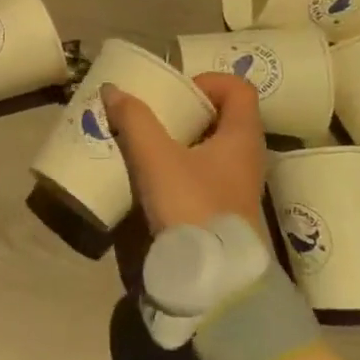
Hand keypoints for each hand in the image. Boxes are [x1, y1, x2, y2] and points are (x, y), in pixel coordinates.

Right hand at [101, 73, 268, 238]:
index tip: (176, 93)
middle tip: (152, 113)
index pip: (238, 89)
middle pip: (222, 116)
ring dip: (179, 139)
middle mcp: (246, 157)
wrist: (214, 278)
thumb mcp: (156, 158)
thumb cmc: (192, 205)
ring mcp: (236, 186)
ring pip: (210, 147)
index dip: (208, 81)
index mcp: (241, 137)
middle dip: (185, 110)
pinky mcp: (222, 209)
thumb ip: (134, 120)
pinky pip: (202, 173)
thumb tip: (113, 89)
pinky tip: (151, 175)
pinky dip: (179, 165)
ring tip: (144, 141)